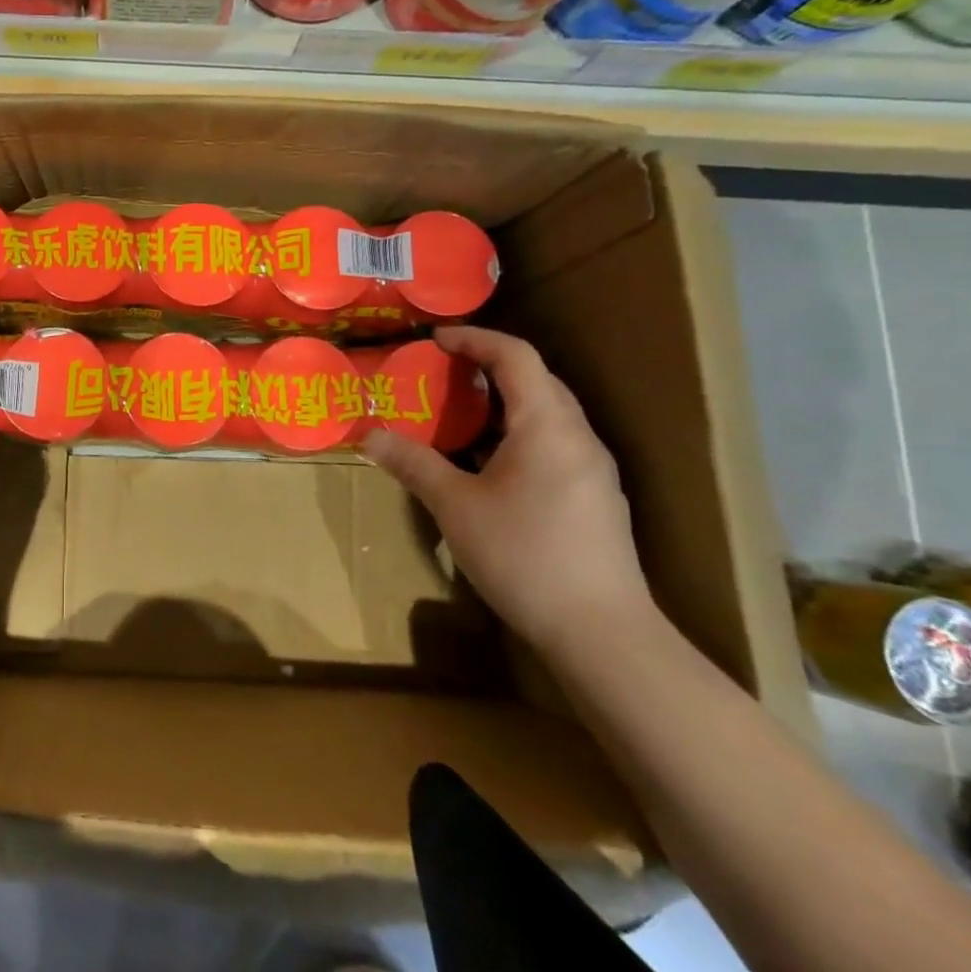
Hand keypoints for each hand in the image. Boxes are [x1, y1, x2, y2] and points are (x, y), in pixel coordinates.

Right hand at [361, 326, 653, 658]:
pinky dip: (519, 431)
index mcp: (547, 425)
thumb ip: (413, 464)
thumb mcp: (455, 506)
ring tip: (462, 412)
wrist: (601, 632)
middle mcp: (578, 437)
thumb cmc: (524, 555)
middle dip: (490, 365)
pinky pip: (555, 441)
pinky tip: (492, 462)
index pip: (516, 356)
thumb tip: (369, 437)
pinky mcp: (596, 497)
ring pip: (550, 412)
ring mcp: (593, 469)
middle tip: (444, 372)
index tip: (436, 340)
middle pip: (538, 379)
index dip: (475, 339)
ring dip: (506, 400)